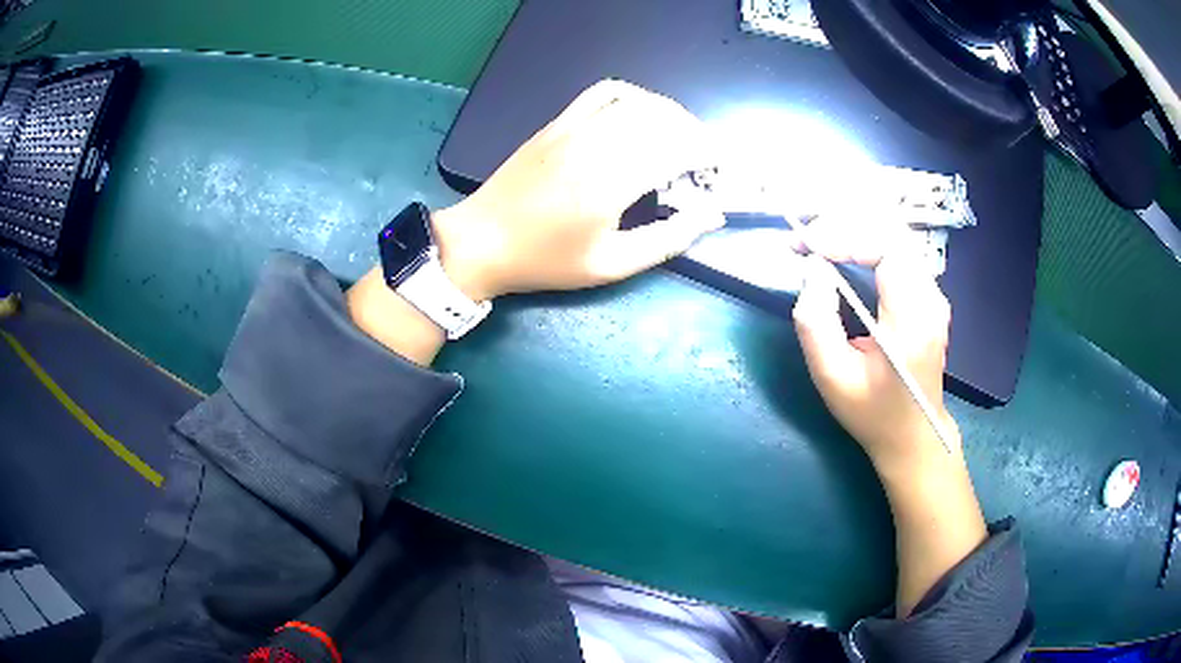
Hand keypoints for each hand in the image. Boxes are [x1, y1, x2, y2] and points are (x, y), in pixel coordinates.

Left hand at [432, 80, 723, 300]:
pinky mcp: (558, 122)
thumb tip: (710, 216)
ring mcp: (574, 127)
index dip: (706, 154)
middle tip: (702, 160)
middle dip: (694, 135)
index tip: (717, 170)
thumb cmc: (545, 260)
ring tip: (679, 137)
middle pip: (663, 119)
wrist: (482, 240)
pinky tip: (641, 113)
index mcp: (610, 183)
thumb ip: (666, 239)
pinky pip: (603, 92)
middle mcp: (595, 145)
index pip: (676, 149)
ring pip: (638, 102)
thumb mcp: (610, 265)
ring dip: (670, 114)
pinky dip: (633, 96)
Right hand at [790, 218, 959, 475]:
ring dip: (854, 228)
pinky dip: (866, 240)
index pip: (887, 249)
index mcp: (913, 321)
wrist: (913, 434)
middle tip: (805, 239)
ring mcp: (933, 292)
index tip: (807, 246)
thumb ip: (816, 321)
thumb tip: (814, 269)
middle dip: (844, 224)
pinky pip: (897, 249)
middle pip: (892, 231)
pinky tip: (842, 249)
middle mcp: (931, 297)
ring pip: (895, 235)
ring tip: (817, 240)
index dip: (845, 235)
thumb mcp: (832, 377)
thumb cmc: (872, 412)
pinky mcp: (927, 292)